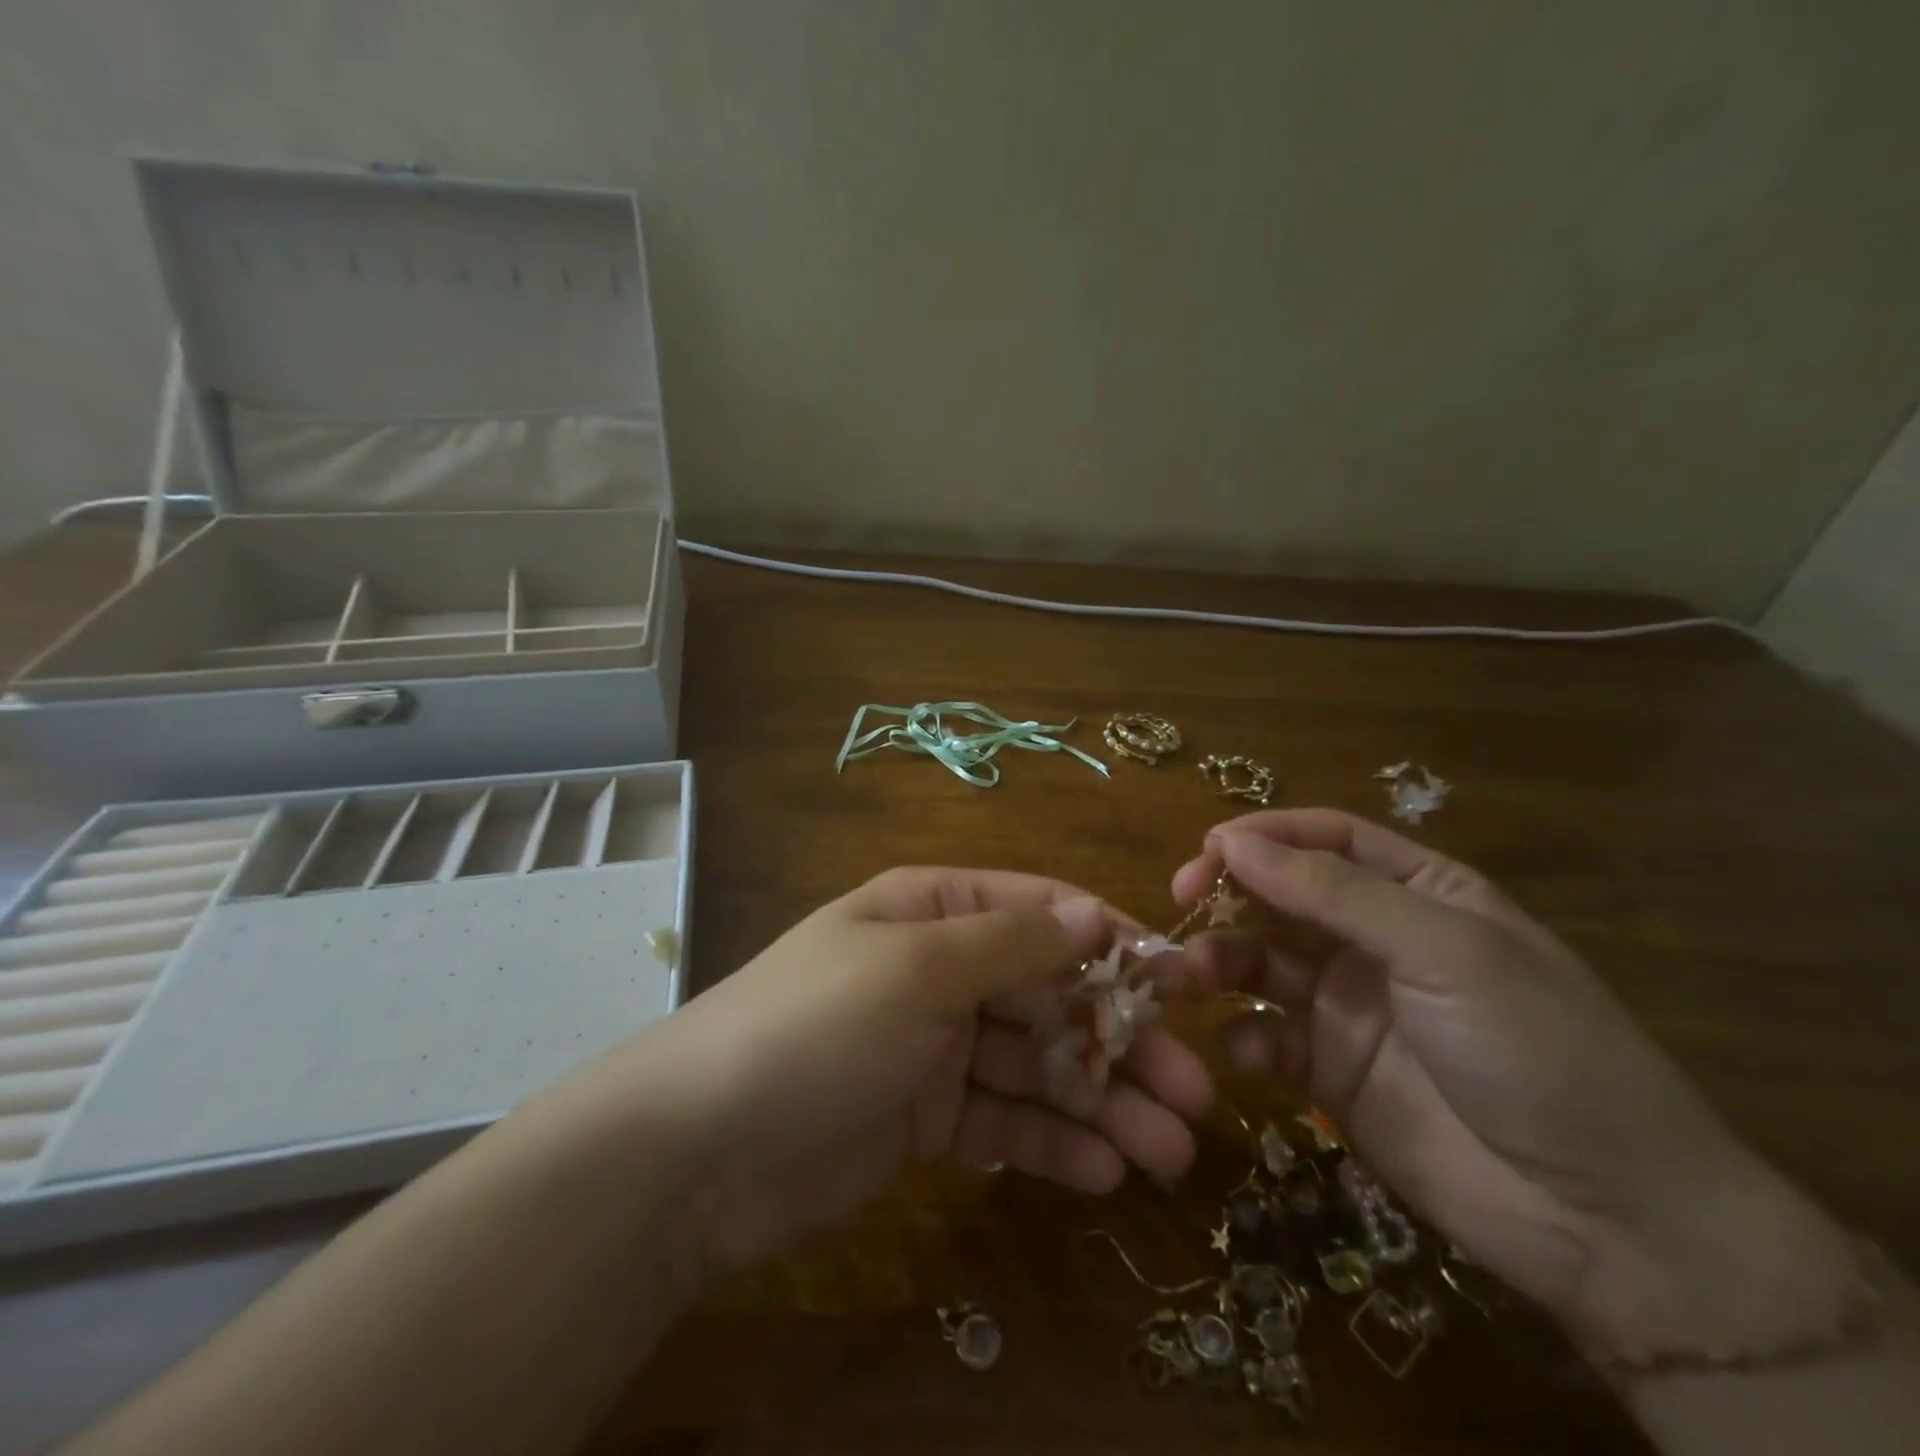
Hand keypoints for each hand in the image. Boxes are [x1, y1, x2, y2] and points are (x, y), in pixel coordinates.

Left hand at [603, 868, 1214, 1271]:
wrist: (699, 1148)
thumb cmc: (816, 1026)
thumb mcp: (917, 968)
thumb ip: (1011, 943)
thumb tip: (1093, 910)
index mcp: (935, 912)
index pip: (1042, 913)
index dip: (1113, 944)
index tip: (1182, 986)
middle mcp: (941, 969)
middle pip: (1049, 996)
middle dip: (1120, 1042)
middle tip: (1194, 1095)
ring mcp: (935, 1045)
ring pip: (1036, 1066)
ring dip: (1102, 1104)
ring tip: (1168, 1152)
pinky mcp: (927, 1116)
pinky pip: (1003, 1121)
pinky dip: (1051, 1143)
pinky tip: (1104, 1174)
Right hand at [1174, 810, 1861, 1365]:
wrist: (1610, 1225)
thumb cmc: (1537, 1053)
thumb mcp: (1442, 951)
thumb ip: (1333, 893)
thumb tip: (1233, 841)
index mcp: (1418, 892)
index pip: (1325, 839)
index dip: (1263, 836)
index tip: (1205, 851)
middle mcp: (1375, 939)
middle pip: (1280, 895)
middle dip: (1226, 894)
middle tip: (1178, 904)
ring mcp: (1348, 1005)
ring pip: (1259, 960)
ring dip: (1216, 961)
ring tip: (1184, 978)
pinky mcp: (1329, 1071)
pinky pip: (1266, 1035)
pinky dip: (1243, 1035)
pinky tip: (1245, 1051)